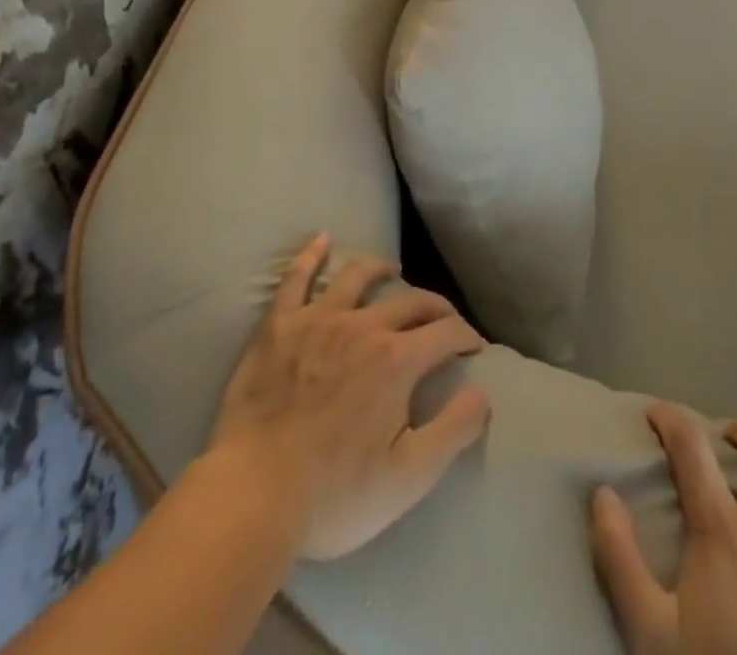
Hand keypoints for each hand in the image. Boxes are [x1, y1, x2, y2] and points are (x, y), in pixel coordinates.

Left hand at [206, 233, 491, 560]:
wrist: (253, 495)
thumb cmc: (334, 495)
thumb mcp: (409, 478)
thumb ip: (454, 430)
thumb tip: (483, 392)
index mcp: (397, 360)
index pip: (446, 333)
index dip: (466, 337)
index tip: (474, 347)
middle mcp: (363, 326)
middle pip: (410, 301)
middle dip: (435, 307)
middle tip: (443, 319)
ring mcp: (318, 319)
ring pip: (357, 275)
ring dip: (381, 268)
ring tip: (392, 270)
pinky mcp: (279, 325)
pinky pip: (296, 278)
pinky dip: (311, 255)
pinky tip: (321, 240)